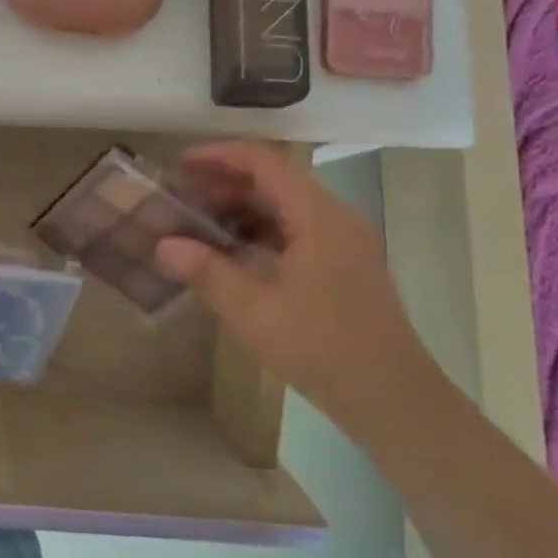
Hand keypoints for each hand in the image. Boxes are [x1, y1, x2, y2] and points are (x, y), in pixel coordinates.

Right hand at [154, 142, 434, 427]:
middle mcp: (335, 218)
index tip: (180, 163)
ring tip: (199, 223)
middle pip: (275, 181)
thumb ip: (207, 272)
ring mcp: (344, 241)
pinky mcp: (344, 265)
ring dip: (242, 208)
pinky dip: (260, 231)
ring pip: (285, 206)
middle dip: (225, 183)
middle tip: (182, 197)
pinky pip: (296, 230)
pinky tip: (232, 252)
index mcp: (319, 217)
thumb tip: (163, 245)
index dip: (220, 156)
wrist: (394, 400)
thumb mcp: (254, 312)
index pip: (265, 163)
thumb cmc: (323, 349)